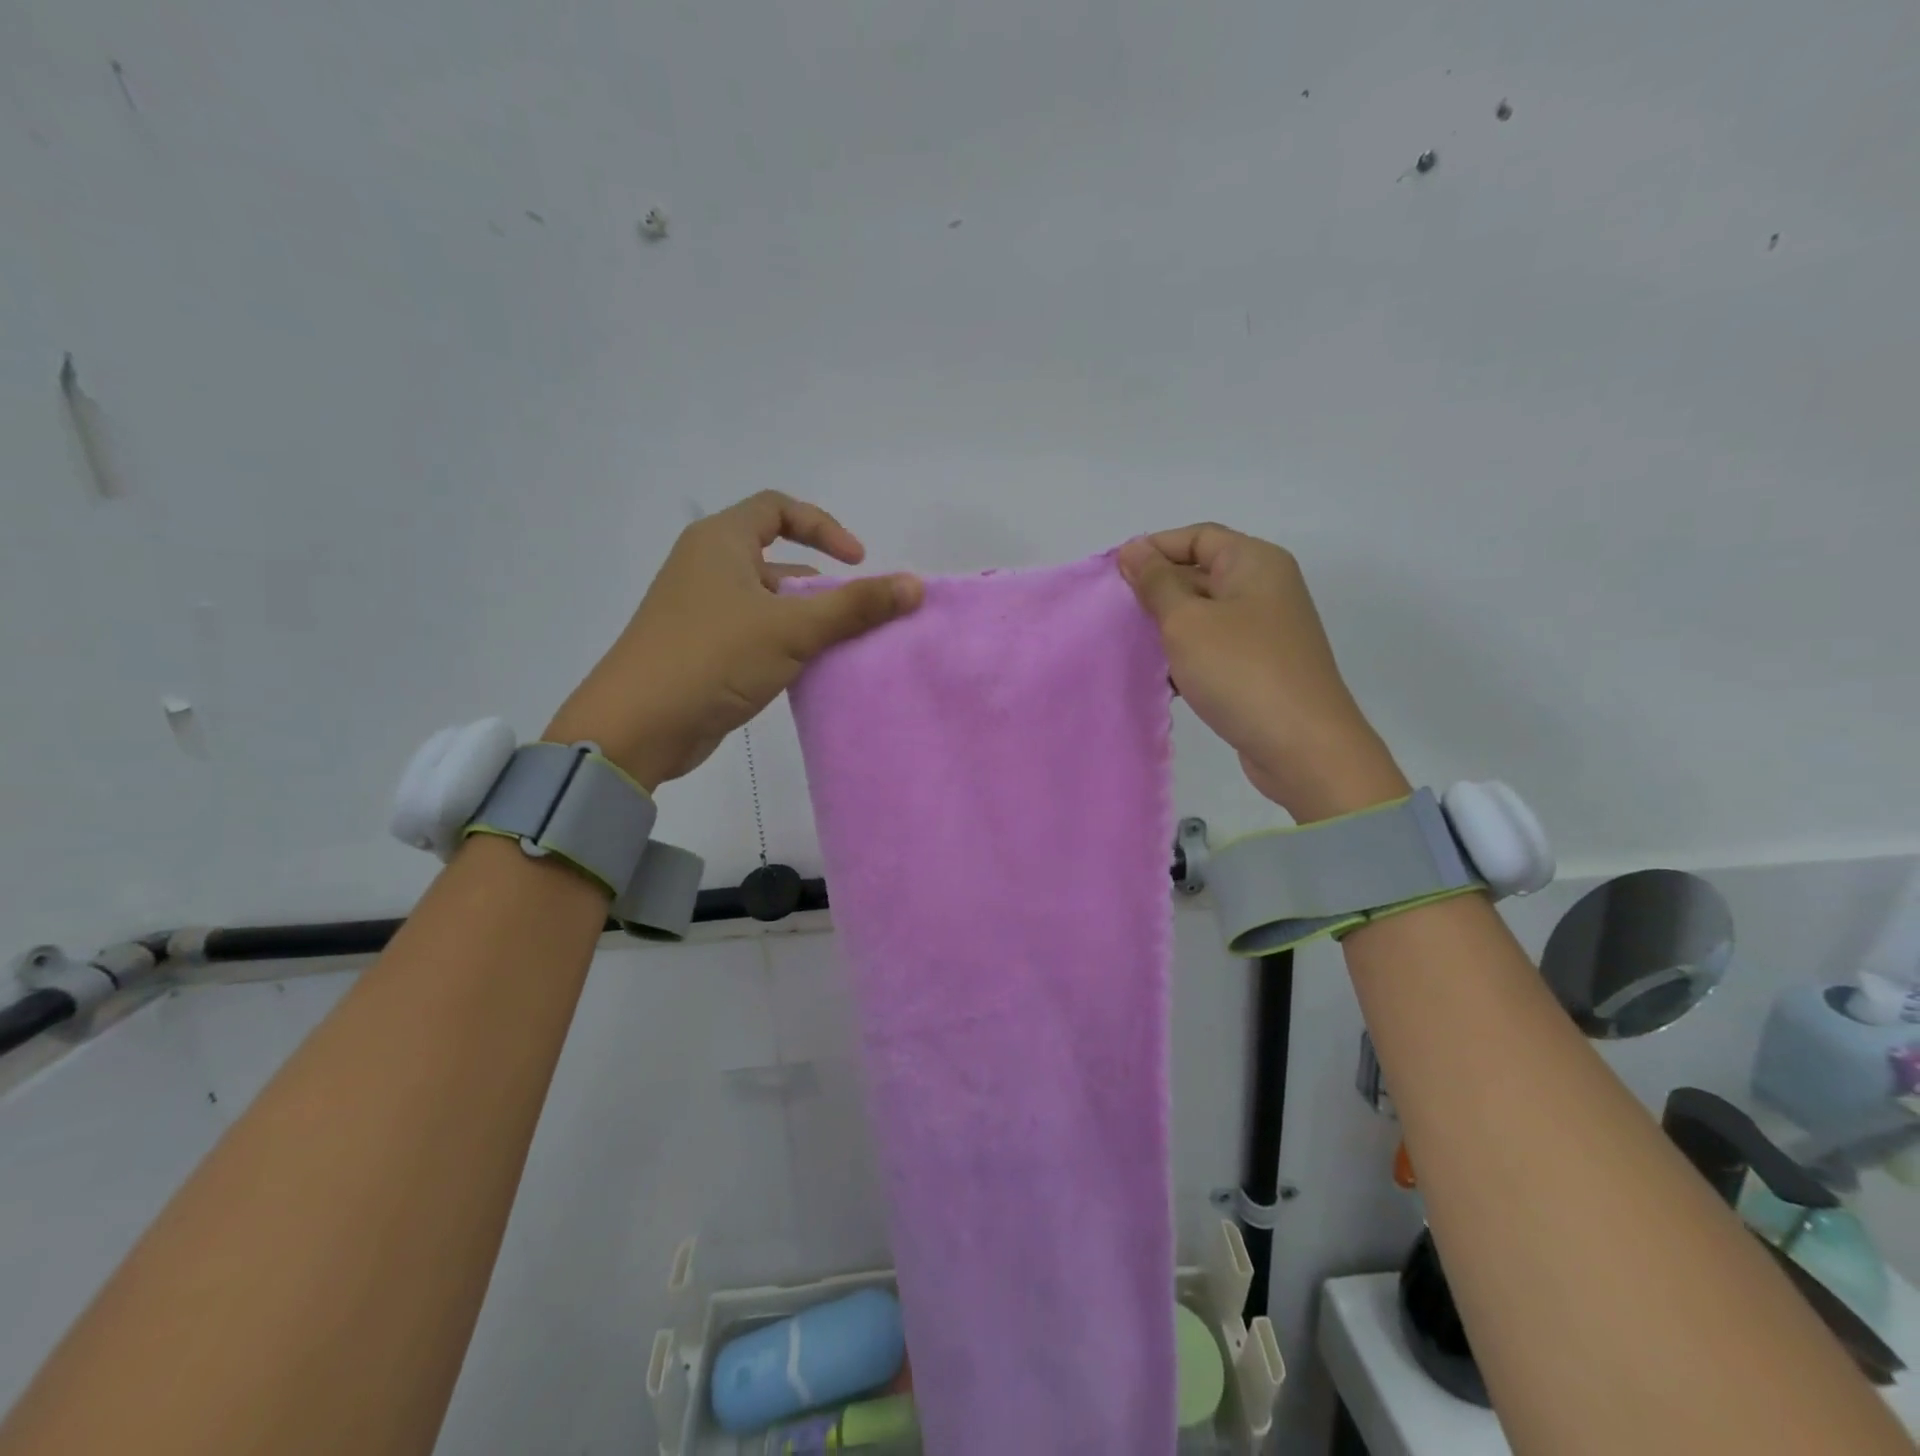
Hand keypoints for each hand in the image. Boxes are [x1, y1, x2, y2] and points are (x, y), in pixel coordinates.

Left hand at [547, 493, 921, 789]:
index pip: (778, 508)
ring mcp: (702, 610)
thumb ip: (856, 606)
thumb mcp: (791, 628)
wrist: (637, 727)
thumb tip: (915, 585)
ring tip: (839, 647)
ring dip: (806, 619)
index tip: (857, 562)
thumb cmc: (713, 658)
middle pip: (777, 558)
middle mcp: (708, 567)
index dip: (823, 527)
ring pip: (769, 601)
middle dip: (821, 584)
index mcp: (719, 542)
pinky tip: (808, 671)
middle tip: (855, 616)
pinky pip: (756, 633)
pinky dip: (785, 644)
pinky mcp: (703, 649)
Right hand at [1117, 525, 1408, 820]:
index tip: (1113, 576)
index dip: (1153, 549)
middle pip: (1200, 573)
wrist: (1303, 746)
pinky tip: (1160, 678)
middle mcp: (1265, 588)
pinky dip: (1186, 656)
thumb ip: (1156, 583)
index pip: (1196, 537)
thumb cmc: (1240, 671)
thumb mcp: (1187, 621)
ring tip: (1131, 646)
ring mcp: (1265, 629)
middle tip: (1115, 615)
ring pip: (1204, 614)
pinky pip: (1215, 647)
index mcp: (1254, 562)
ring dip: (1168, 628)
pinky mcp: (1260, 666)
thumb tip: (1133, 549)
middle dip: (1156, 591)